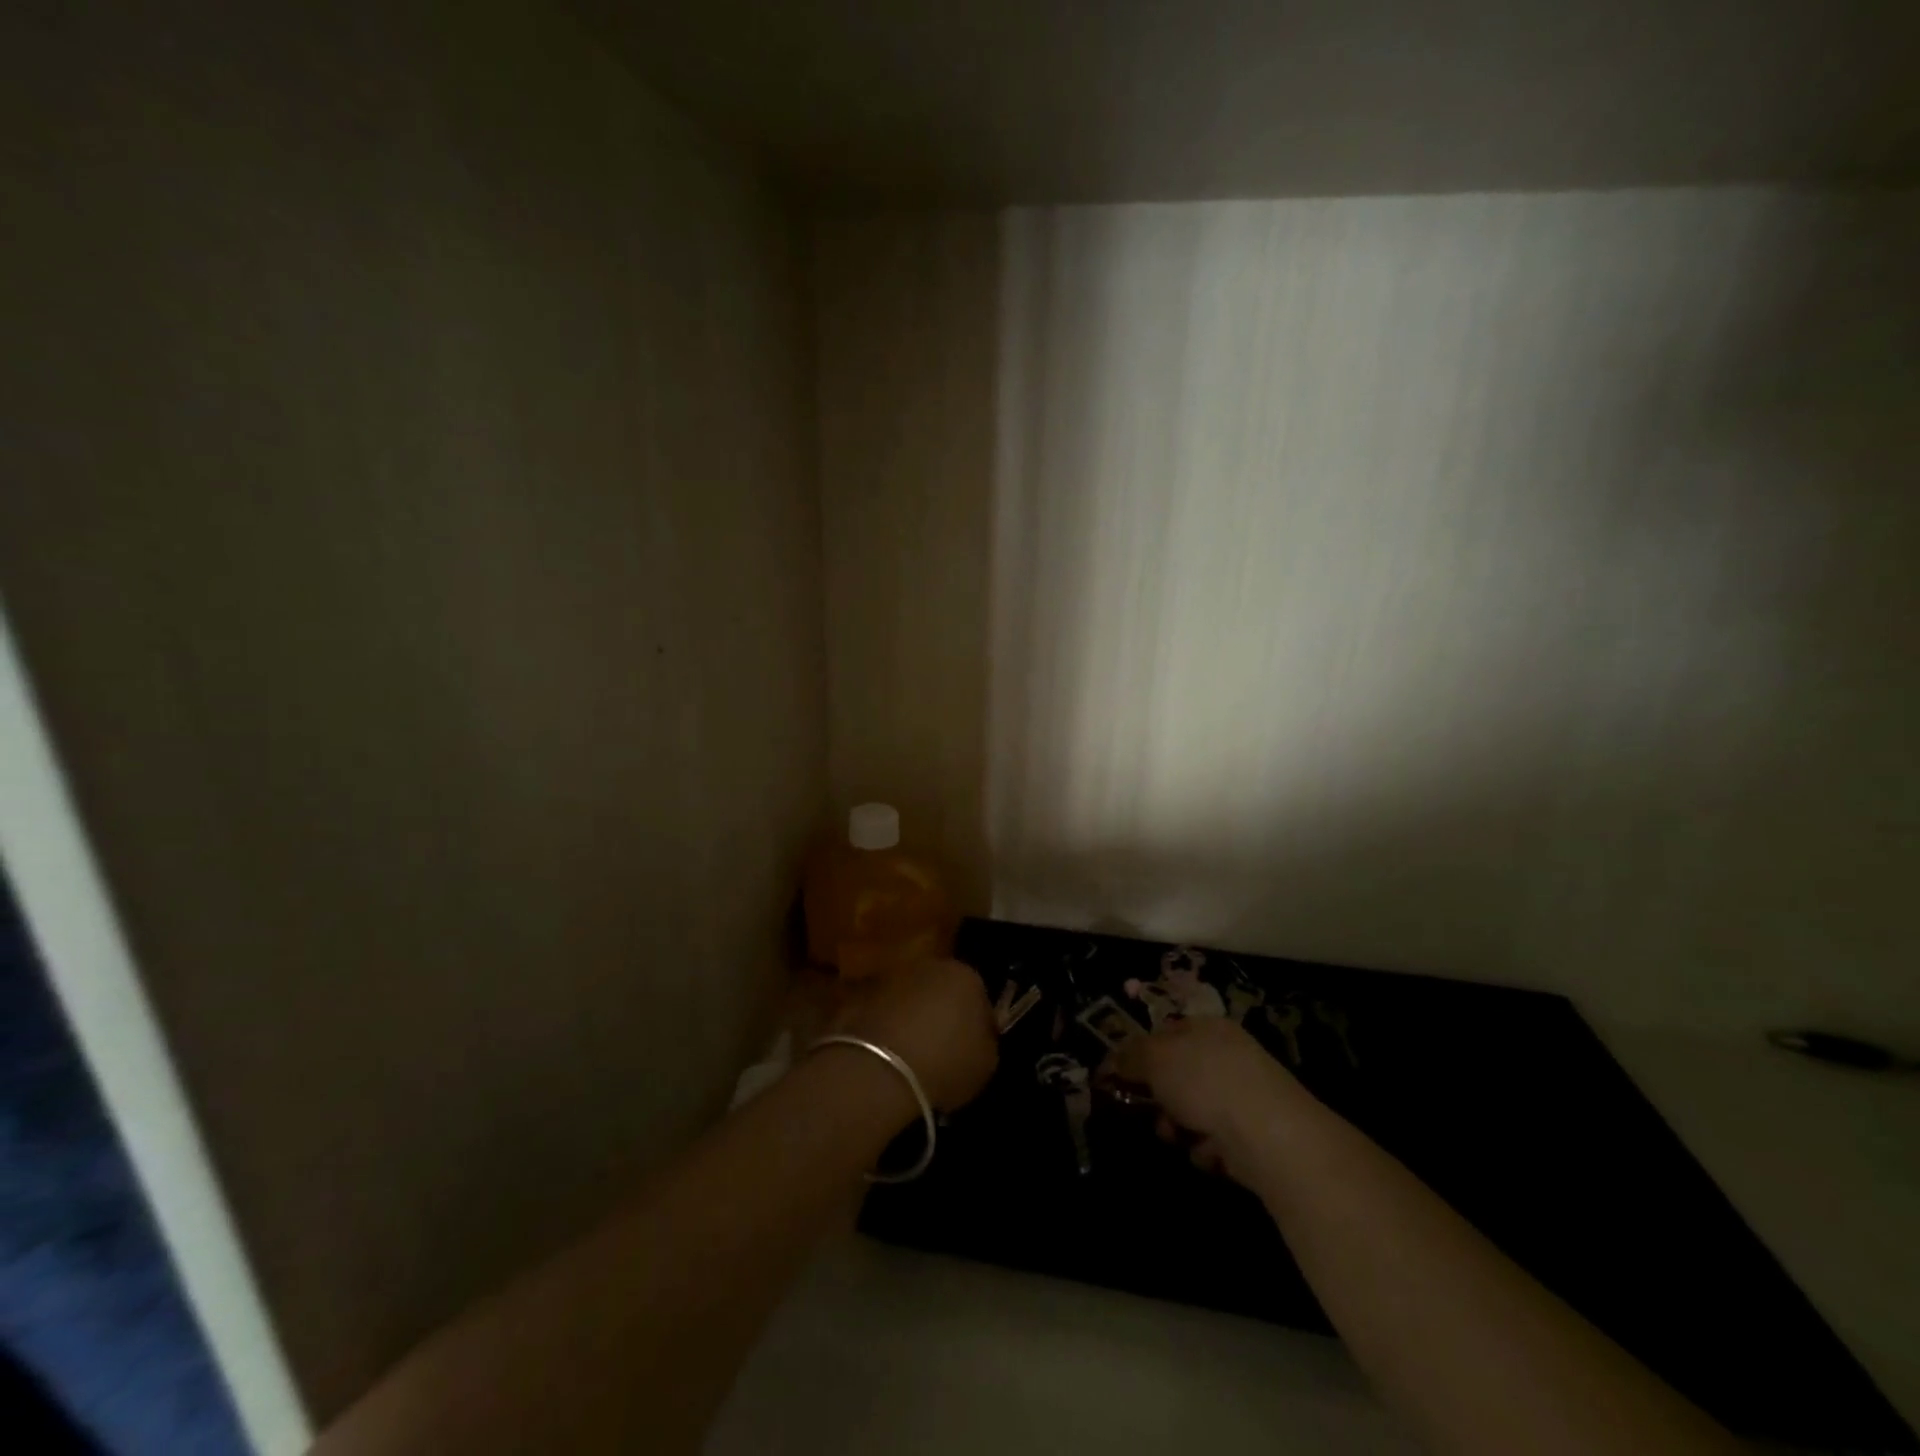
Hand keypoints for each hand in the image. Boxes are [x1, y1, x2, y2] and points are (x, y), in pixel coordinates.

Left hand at [830, 959, 998, 1110]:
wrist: (879, 1069)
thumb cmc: (945, 1064)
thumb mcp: (986, 1063)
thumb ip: (986, 1042)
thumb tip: (979, 1036)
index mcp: (967, 976)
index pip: (980, 997)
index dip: (977, 1024)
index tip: (972, 1048)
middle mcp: (931, 965)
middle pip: (943, 989)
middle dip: (943, 1012)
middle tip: (941, 1048)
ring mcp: (893, 975)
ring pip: (911, 996)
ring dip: (912, 1016)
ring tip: (910, 1053)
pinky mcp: (861, 993)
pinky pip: (884, 1010)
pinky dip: (886, 1025)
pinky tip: (886, 1053)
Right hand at [1114, 1018, 1302, 1174]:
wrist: (1269, 1135)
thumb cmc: (1205, 1082)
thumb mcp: (1155, 1058)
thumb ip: (1128, 1056)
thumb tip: (1111, 1061)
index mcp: (1206, 1027)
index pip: (1165, 1033)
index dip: (1141, 1054)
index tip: (1121, 1077)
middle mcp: (1227, 1055)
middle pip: (1178, 1075)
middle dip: (1159, 1098)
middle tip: (1151, 1111)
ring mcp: (1244, 1095)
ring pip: (1194, 1110)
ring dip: (1179, 1127)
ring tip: (1180, 1137)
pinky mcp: (1255, 1134)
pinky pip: (1216, 1139)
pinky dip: (1207, 1149)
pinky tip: (1210, 1152)